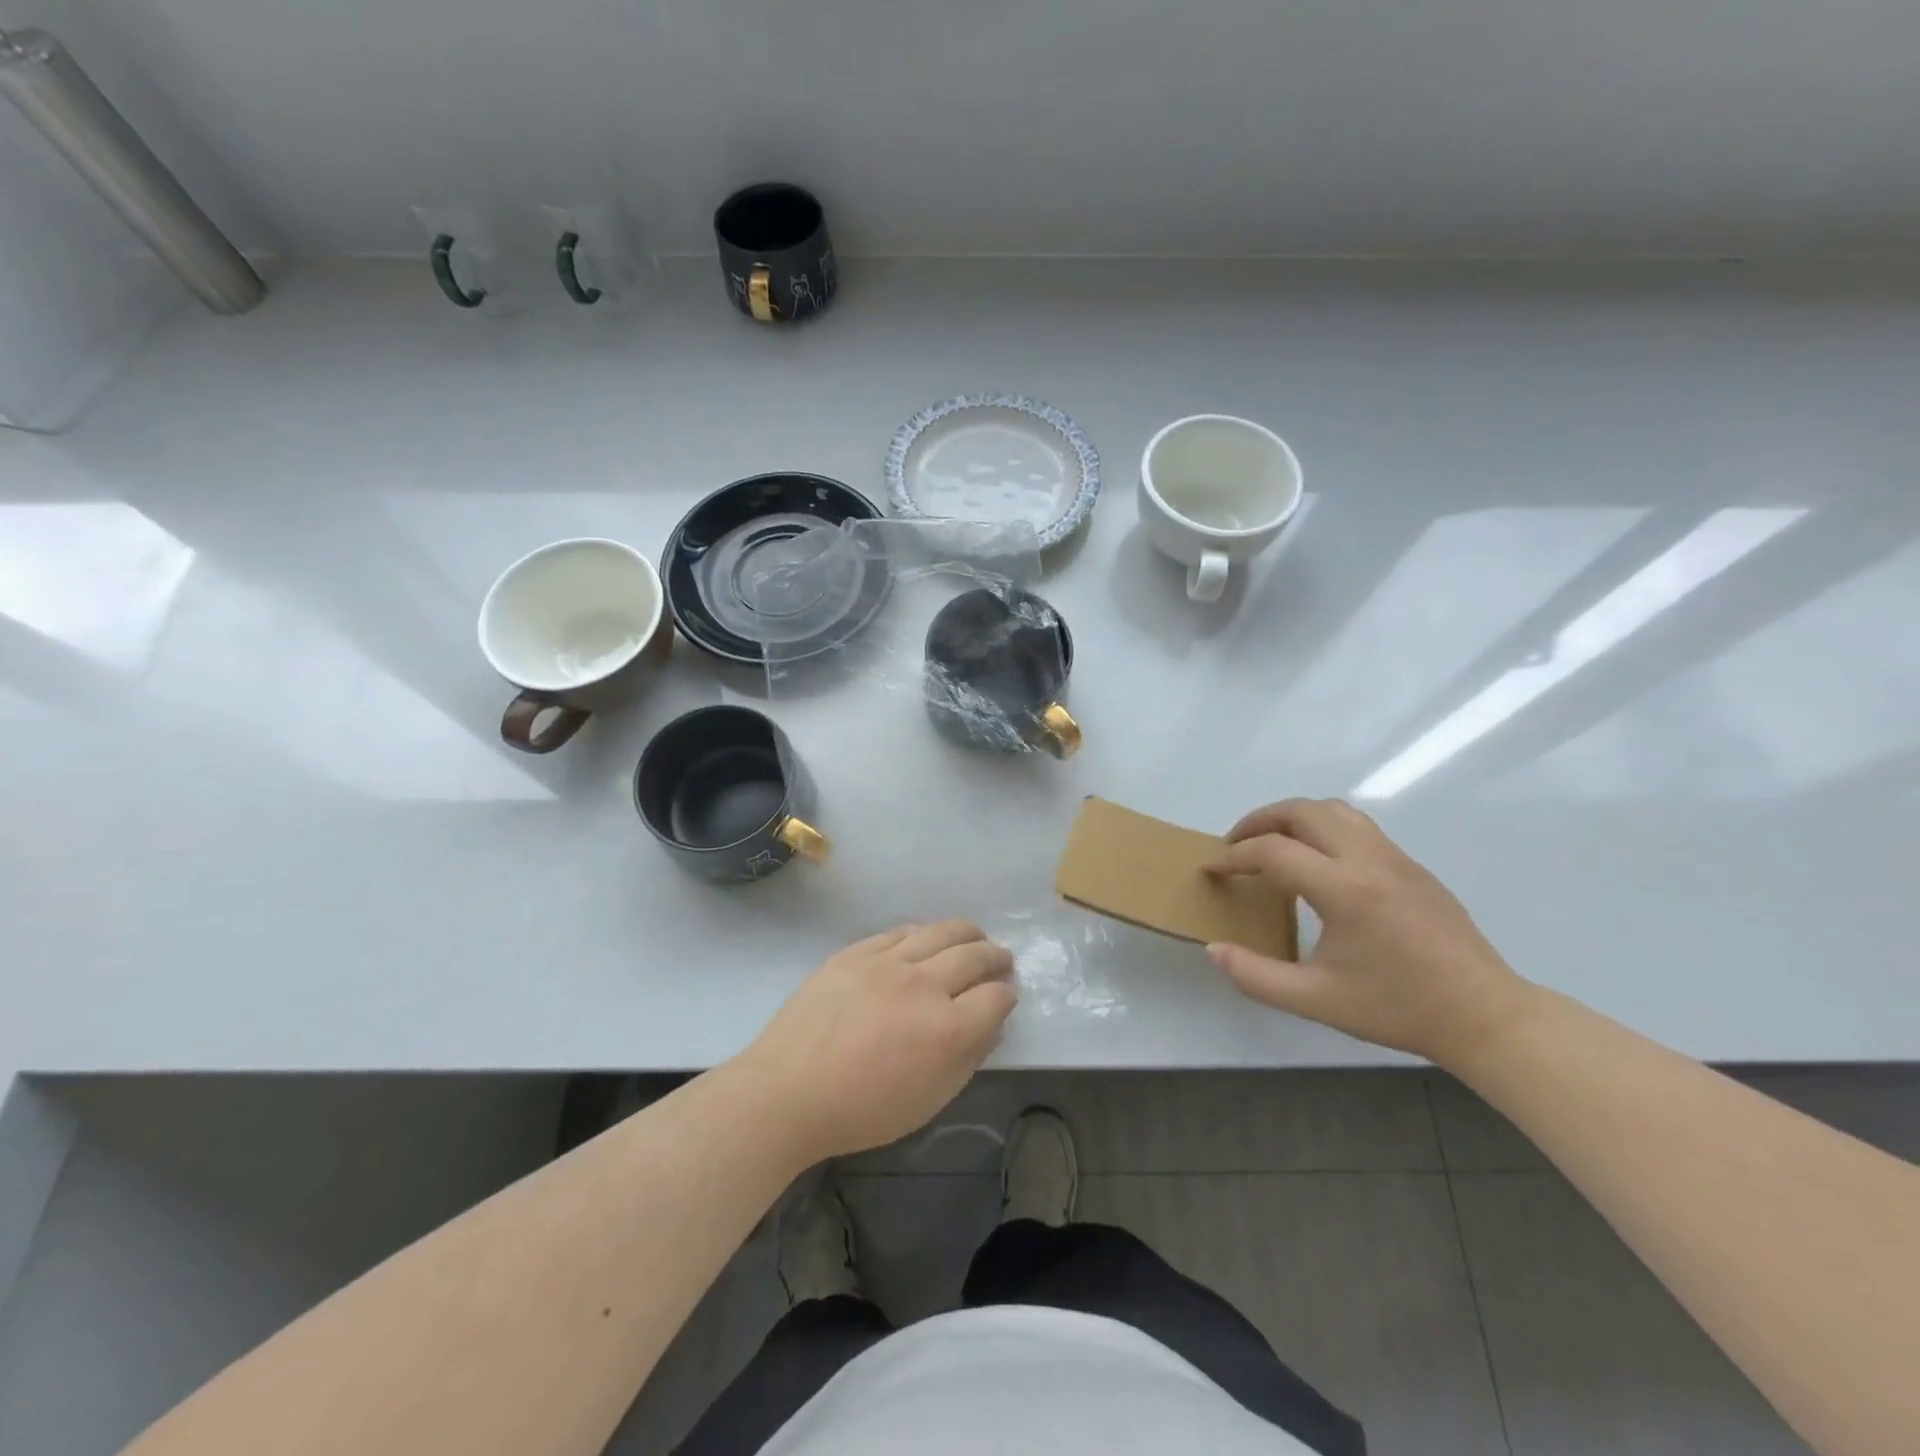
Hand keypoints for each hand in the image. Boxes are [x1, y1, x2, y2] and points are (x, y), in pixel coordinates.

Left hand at [734, 921, 1016, 1162]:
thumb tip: (991, 1024)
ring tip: (974, 936)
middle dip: (995, 957)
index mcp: (947, 1029)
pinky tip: (925, 937)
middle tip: (1001, 959)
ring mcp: (887, 962)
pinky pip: (899, 931)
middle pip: (974, 956)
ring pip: (940, 932)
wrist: (789, 1091)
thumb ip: (968, 1058)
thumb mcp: (929, 1100)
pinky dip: (922, 932)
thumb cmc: (862, 1110)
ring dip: (966, 933)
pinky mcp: (856, 952)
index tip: (1004, 997)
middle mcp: (924, 985)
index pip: (996, 997)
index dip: (1006, 996)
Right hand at [1206, 799, 1530, 1065]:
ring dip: (1293, 817)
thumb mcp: (1317, 1001)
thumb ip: (1256, 976)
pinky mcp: (1412, 865)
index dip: (1233, 857)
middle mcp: (1368, 859)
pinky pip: (1357, 825)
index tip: (1211, 870)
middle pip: (1301, 811)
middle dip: (1259, 821)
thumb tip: (1214, 949)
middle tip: (1235, 846)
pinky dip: (1323, 828)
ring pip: (1333, 809)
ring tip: (1272, 844)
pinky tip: (1317, 863)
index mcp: (1343, 889)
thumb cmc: (1397, 1008)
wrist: (1485, 1015)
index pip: (1272, 851)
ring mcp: (1395, 857)